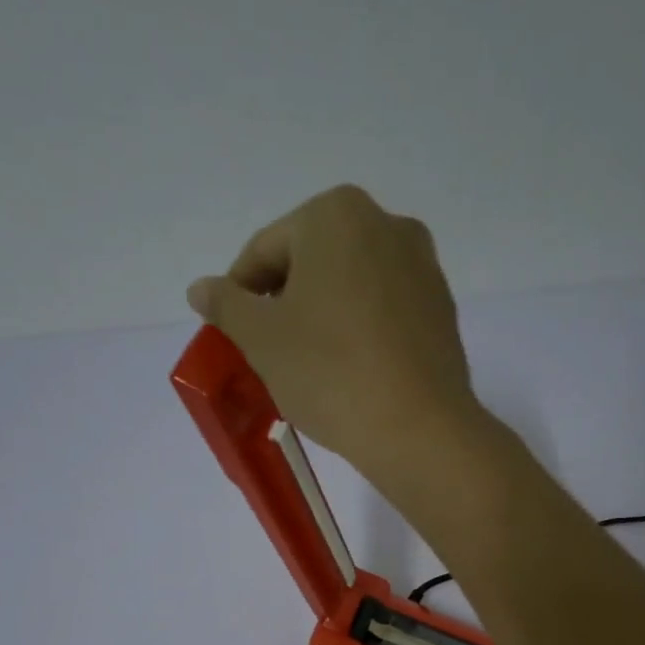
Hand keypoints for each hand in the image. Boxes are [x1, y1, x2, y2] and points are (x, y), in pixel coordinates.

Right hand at [186, 185, 483, 478]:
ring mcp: (423, 267)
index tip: (232, 334)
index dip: (239, 293)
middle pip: (312, 263)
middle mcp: (388, 225)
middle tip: (269, 352)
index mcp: (337, 215)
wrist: (419, 429)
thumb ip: (226, 305)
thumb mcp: (261, 339)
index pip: (265, 250)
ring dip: (323, 317)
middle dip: (285, 303)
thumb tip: (201, 288)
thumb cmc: (330, 373)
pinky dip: (361, 331)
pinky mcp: (443, 310)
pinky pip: (385, 312)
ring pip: (351, 287)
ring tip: (310, 366)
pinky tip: (351, 371)